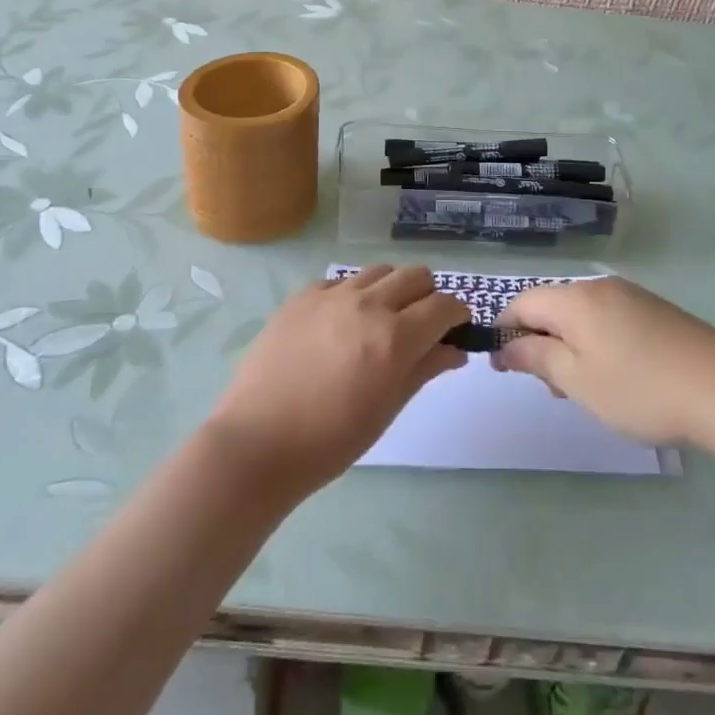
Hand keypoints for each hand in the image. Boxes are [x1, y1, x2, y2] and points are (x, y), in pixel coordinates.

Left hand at [207, 265, 467, 496]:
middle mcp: (367, 304)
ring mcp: (331, 295)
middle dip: (427, 296)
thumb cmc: (331, 440)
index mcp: (394, 337)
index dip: (457, 315)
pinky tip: (339, 325)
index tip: (455, 329)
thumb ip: (424, 369)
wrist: (258, 443)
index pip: (444, 305)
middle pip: (416, 275)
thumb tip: (455, 350)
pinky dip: (352, 295)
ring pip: (379, 271)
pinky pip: (340, 281)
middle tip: (419, 326)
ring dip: (391, 290)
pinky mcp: (301, 296)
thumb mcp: (387, 409)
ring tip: (378, 321)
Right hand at [495, 277, 714, 446]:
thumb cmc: (640, 388)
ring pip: (581, 315)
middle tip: (550, 388)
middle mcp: (600, 287)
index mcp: (576, 299)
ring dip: (569, 346)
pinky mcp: (656, 311)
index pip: (522, 301)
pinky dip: (597, 343)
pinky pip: (609, 319)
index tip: (502, 367)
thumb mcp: (578, 381)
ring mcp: (632, 296)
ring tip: (584, 389)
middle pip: (552, 306)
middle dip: (540, 341)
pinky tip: (616, 377)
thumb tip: (505, 346)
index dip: (505, 331)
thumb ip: (537, 358)